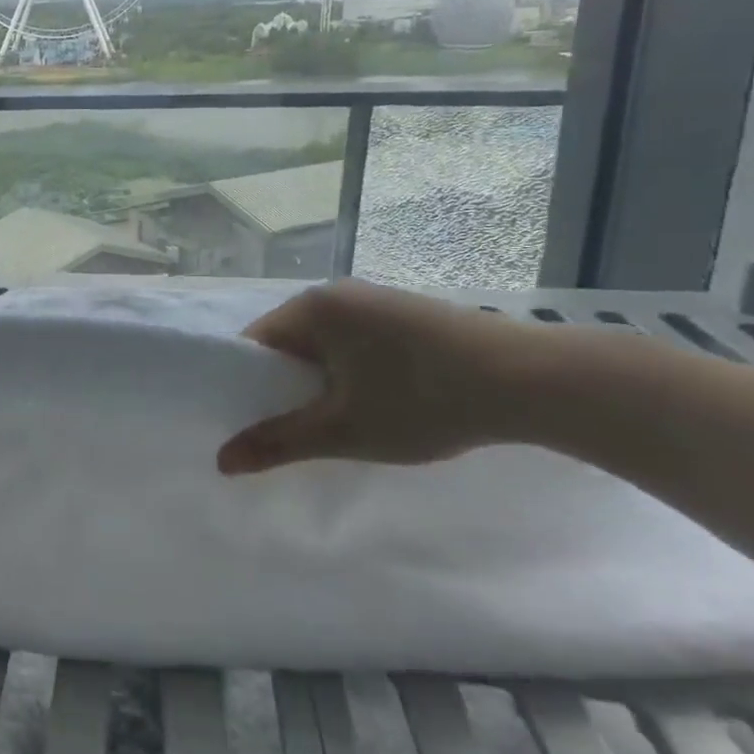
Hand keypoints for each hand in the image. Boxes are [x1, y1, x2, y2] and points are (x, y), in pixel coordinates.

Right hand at [217, 279, 552, 474]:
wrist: (533, 379)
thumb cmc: (423, 400)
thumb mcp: (344, 430)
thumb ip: (278, 443)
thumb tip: (221, 461)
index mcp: (311, 308)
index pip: (254, 344)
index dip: (245, 385)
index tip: (252, 423)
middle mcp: (336, 293)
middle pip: (288, 343)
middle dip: (286, 386)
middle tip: (296, 431)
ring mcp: (375, 299)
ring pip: (325, 344)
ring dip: (322, 381)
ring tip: (339, 422)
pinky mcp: (407, 312)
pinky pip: (356, 340)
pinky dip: (353, 371)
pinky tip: (379, 401)